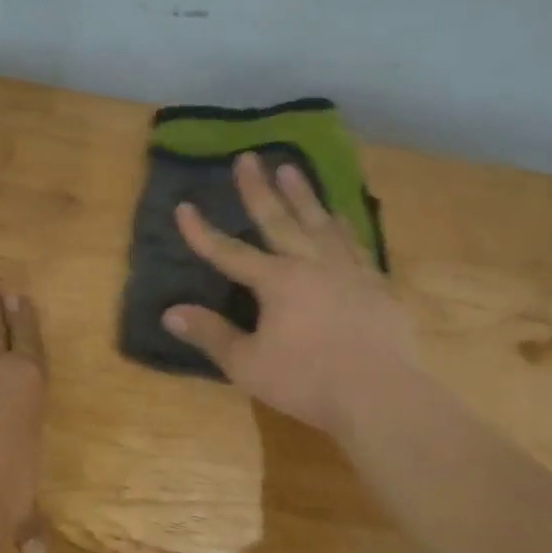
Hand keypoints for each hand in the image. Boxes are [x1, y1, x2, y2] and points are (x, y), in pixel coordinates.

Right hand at [161, 151, 421, 437]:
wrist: (381, 395)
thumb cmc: (307, 380)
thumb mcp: (248, 364)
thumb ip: (211, 334)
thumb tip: (171, 312)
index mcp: (277, 281)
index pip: (229, 252)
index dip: (203, 232)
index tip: (184, 207)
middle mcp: (311, 264)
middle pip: (279, 220)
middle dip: (258, 189)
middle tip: (248, 157)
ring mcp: (348, 270)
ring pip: (320, 222)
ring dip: (303, 194)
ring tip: (291, 168)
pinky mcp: (376, 283)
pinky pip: (355, 243)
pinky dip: (343, 225)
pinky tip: (340, 216)